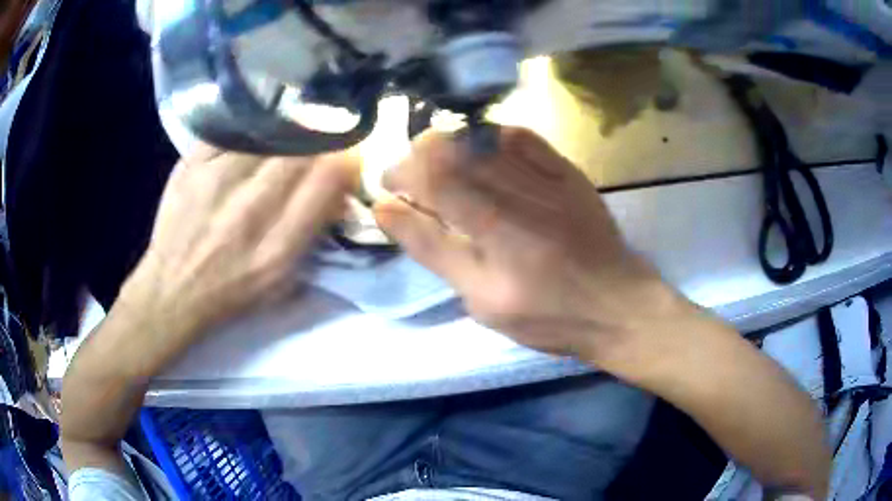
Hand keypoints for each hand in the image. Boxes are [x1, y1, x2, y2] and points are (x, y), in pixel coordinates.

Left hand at [117, 146, 357, 371]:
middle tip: (318, 141)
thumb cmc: (231, 292)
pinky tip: (255, 135)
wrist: (172, 291)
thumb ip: (312, 235)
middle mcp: (248, 211)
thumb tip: (337, 188)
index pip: (327, 179)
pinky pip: (234, 129)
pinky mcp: (190, 165)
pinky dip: (251, 128)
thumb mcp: (282, 282)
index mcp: (277, 248)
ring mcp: (215, 182)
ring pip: (269, 133)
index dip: (345, 159)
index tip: (346, 155)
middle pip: (300, 150)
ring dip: (287, 132)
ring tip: (288, 137)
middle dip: (319, 140)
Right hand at [374, 127, 685, 368]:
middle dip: (414, 159)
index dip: (400, 183)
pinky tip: (476, 144)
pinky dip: (491, 135)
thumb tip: (389, 212)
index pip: (432, 193)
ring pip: (482, 144)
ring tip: (429, 153)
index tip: (384, 188)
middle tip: (401, 170)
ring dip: (445, 143)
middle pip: (453, 162)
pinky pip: (524, 139)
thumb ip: (436, 253)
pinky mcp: (569, 174)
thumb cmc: (548, 316)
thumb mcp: (483, 303)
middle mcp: (519, 205)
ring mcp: (547, 184)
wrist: (617, 305)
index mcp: (495, 243)